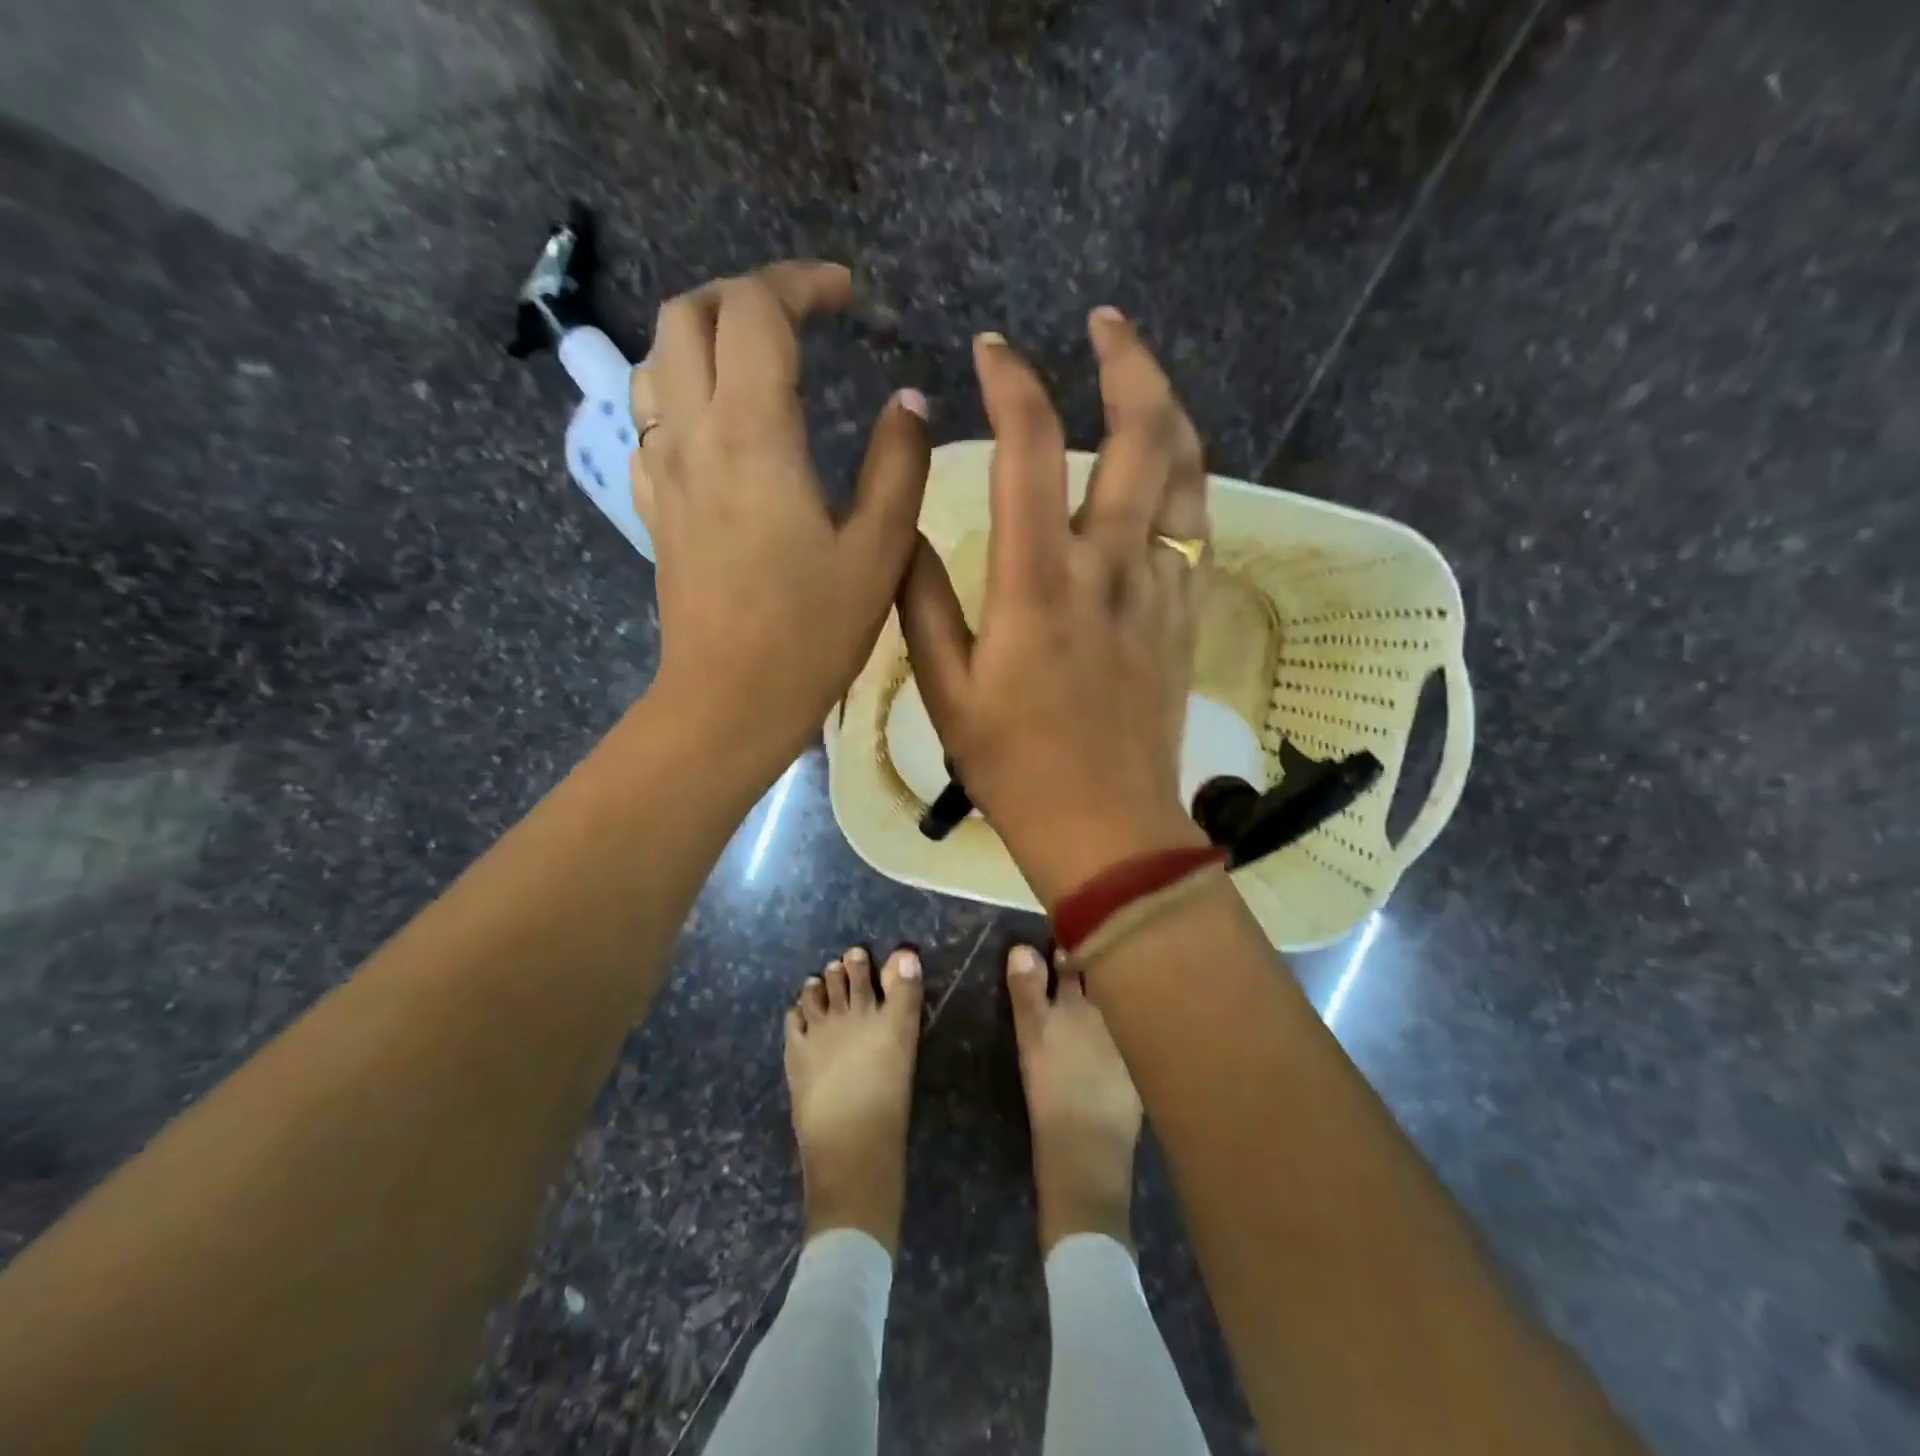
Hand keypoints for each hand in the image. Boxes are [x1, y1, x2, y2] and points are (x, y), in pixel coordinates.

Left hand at [631, 262, 930, 777]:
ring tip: (755, 361)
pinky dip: (679, 394)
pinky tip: (716, 427)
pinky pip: (647, 422)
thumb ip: (899, 465)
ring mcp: (662, 471)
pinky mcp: (654, 509)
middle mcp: (692, 434)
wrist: (729, 701)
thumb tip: (908, 402)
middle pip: (688, 315)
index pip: (757, 312)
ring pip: (654, 361)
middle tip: (799, 319)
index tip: (848, 297)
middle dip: (744, 295)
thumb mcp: (879, 551)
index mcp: (753, 434)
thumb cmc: (812, 633)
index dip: (802, 284)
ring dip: (702, 337)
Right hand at [899, 311, 1211, 905]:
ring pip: (1188, 472)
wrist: (1107, 829)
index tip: (993, 351)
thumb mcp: (945, 691)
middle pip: (1142, 436)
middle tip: (1105, 323)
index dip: (1014, 382)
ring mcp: (1159, 590)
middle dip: (1128, 362)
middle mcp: (1109, 568)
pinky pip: (1197, 527)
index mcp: (1038, 583)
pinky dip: (1185, 479)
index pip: (1031, 448)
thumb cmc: (1015, 767)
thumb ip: (922, 601)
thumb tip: (907, 529)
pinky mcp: (1185, 617)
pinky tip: (1166, 469)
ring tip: (1143, 377)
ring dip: (1170, 409)